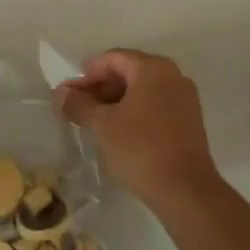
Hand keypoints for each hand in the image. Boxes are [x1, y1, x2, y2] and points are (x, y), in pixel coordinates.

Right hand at [56, 50, 222, 213]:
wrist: (185, 191)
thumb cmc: (140, 148)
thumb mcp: (102, 125)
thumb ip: (78, 104)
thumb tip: (60, 93)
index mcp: (153, 68)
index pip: (113, 58)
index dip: (87, 73)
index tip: (68, 92)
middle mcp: (173, 76)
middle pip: (128, 72)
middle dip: (100, 87)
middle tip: (76, 106)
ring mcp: (184, 99)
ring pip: (141, 91)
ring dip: (115, 101)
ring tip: (92, 120)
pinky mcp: (189, 121)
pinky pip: (154, 105)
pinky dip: (133, 112)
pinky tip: (116, 131)